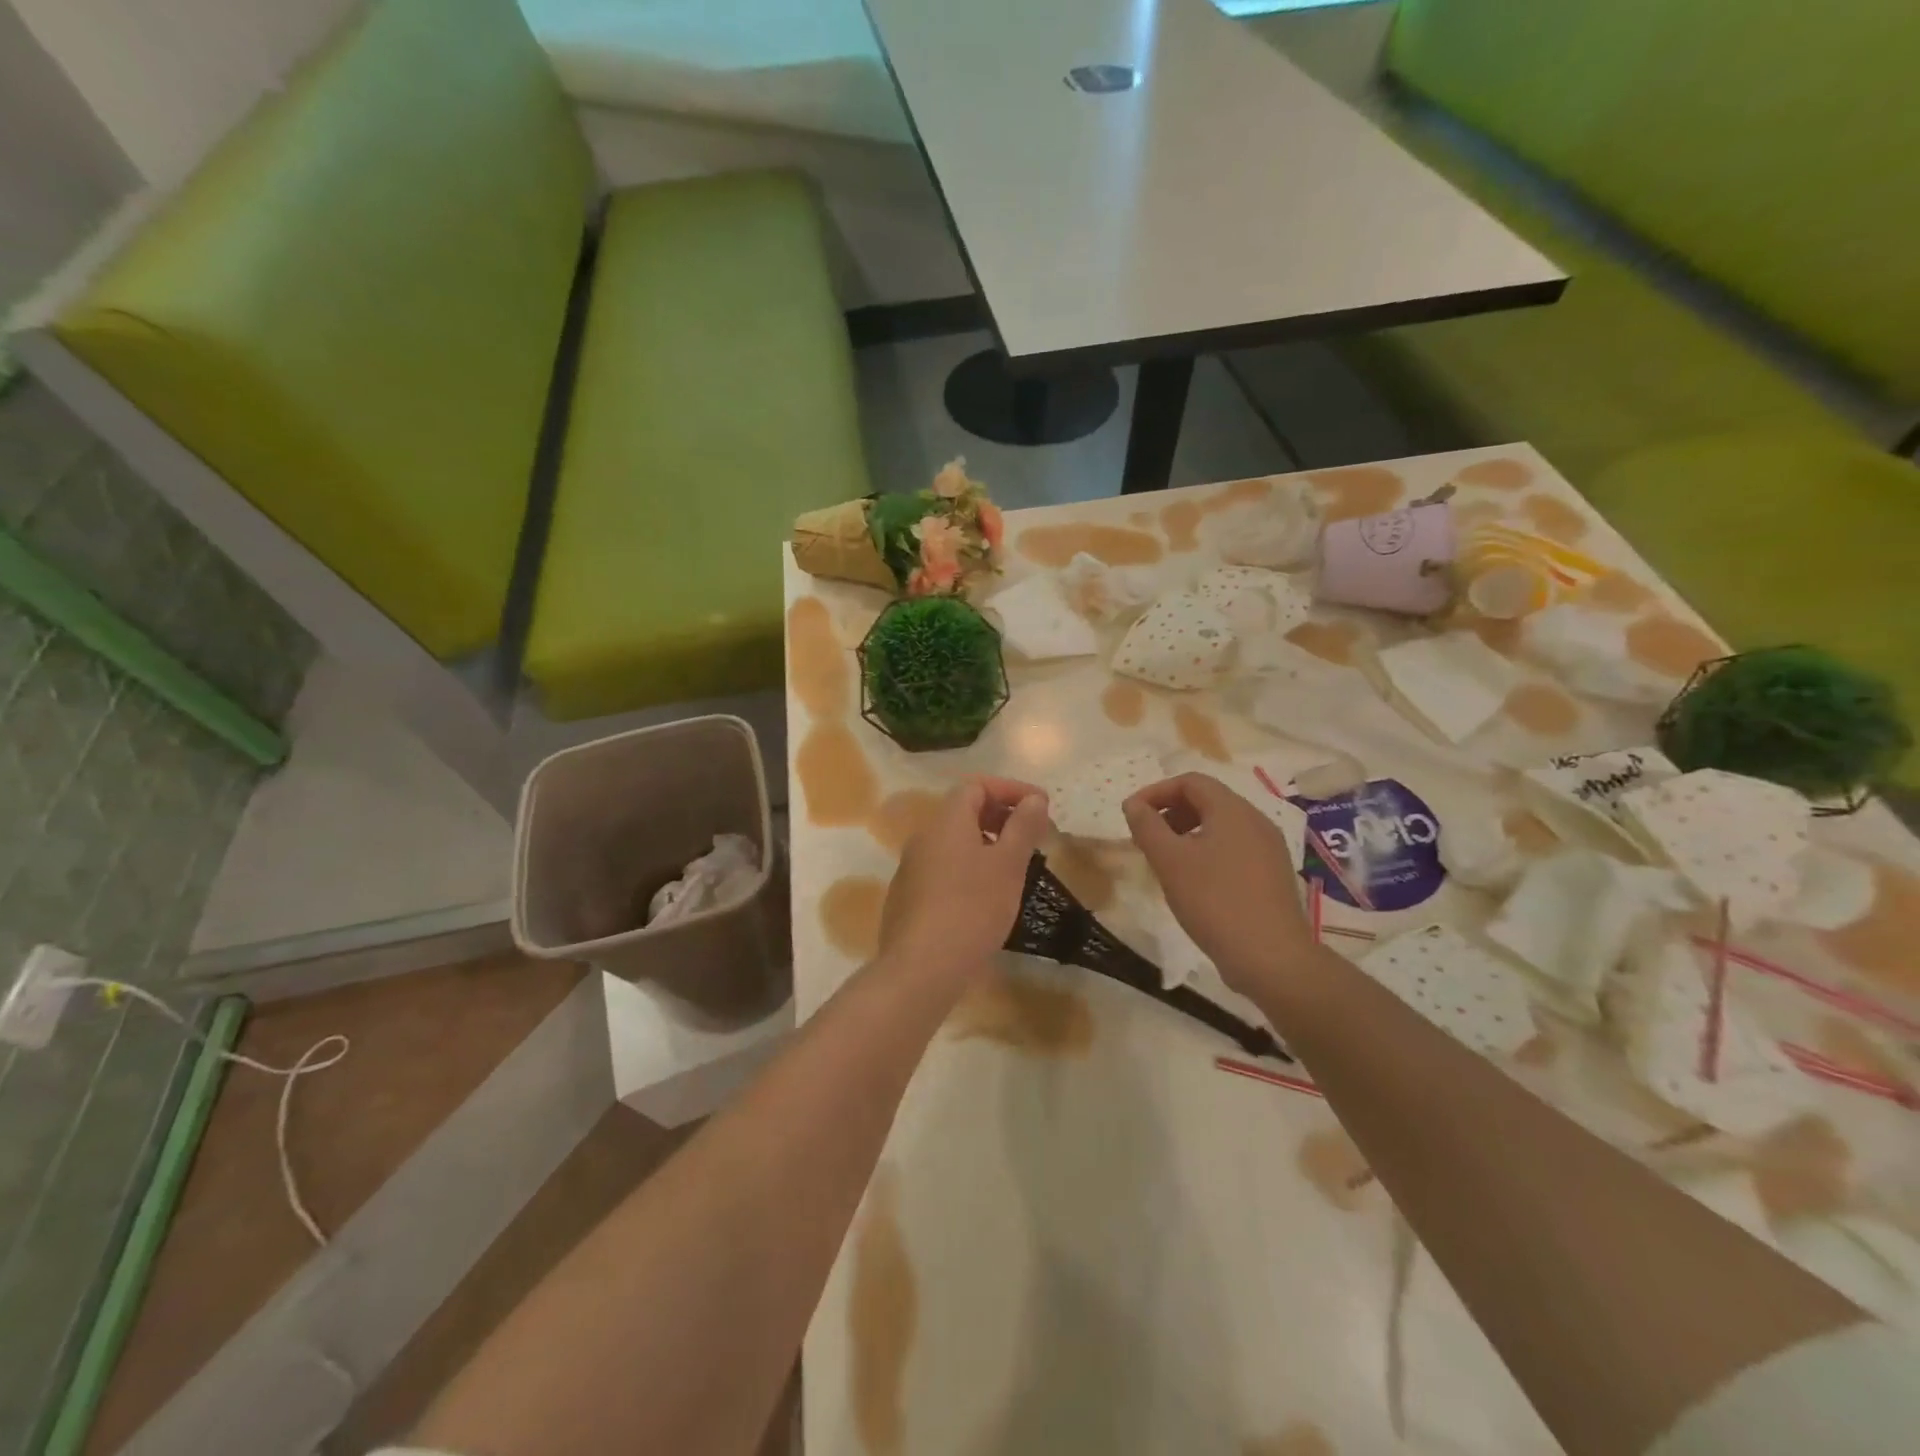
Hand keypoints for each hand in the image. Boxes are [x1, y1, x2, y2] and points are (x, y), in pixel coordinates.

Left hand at [880, 777, 1051, 986]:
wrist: (921, 967)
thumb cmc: (972, 908)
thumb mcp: (1008, 865)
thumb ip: (1023, 827)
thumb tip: (1035, 799)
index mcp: (946, 821)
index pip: (976, 785)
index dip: (1011, 790)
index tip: (1041, 807)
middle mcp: (923, 837)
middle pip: (963, 812)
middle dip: (1000, 816)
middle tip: (1031, 837)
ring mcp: (911, 868)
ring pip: (953, 843)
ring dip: (985, 845)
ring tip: (1014, 868)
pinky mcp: (907, 898)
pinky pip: (942, 869)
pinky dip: (968, 869)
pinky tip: (985, 898)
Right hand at [1123, 773, 1315, 997]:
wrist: (1271, 958)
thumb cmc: (1215, 901)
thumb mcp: (1170, 861)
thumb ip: (1147, 827)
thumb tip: (1134, 804)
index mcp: (1233, 810)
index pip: (1191, 781)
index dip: (1156, 791)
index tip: (1132, 815)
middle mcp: (1256, 821)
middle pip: (1207, 801)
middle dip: (1171, 812)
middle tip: (1146, 837)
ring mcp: (1268, 849)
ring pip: (1220, 826)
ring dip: (1187, 833)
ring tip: (1165, 861)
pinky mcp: (1272, 875)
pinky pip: (1234, 849)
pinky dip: (1207, 852)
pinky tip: (1194, 882)